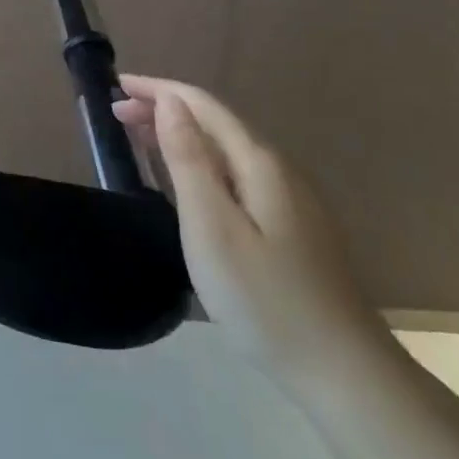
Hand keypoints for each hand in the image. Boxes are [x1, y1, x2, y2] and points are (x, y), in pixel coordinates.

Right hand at [113, 77, 391, 383]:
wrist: (343, 374)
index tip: (115, 85)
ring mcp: (289, 201)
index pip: (202, 106)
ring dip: (180, 134)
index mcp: (259, 163)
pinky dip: (199, 161)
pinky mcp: (290, 227)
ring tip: (138, 136)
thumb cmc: (264, 297)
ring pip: (225, 149)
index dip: (159, 89)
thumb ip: (189, 159)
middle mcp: (277, 171)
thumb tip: (170, 101)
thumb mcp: (212, 225)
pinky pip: (234, 173)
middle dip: (165, 109)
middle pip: (215, 123)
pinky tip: (184, 179)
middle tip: (116, 113)